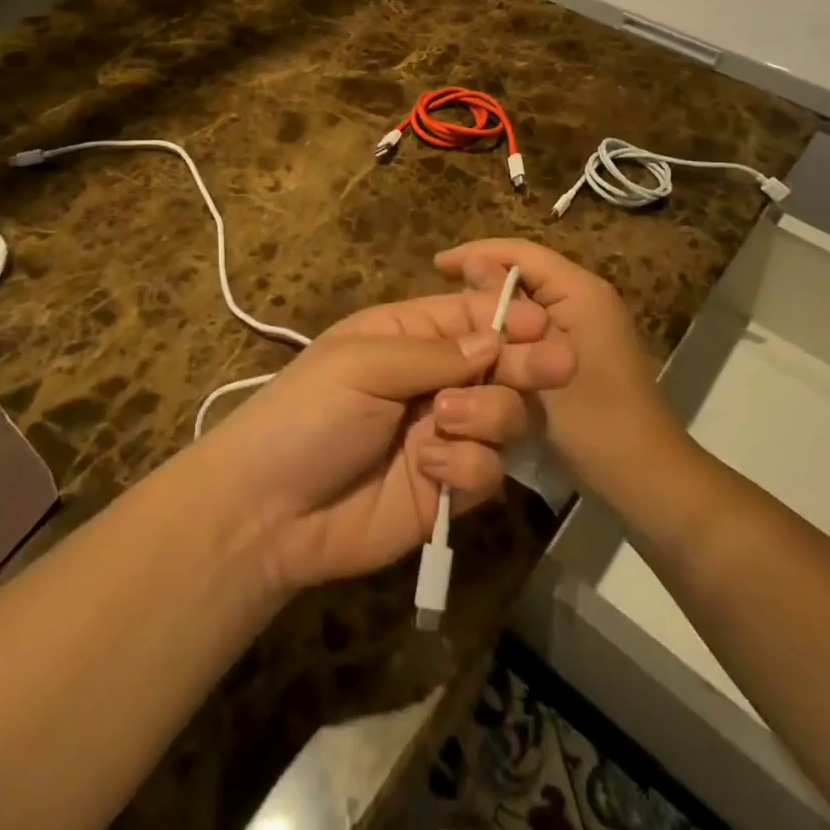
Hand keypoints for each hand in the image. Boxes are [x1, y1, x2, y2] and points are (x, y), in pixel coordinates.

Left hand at [198, 292, 574, 592]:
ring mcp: (444, 434)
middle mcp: (432, 380)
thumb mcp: (361, 363)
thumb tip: (494, 339)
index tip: (543, 323)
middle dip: (527, 362)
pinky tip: (430, 468)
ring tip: (444, 420)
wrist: (270, 512)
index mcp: (406, 336)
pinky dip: (467, 465)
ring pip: (504, 415)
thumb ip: (433, 352)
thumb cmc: (307, 415)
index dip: (508, 316)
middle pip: (500, 364)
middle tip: (558, 365)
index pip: (469, 316)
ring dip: (487, 415)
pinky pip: (489, 469)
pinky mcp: (449, 487)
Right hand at [435, 240, 680, 498]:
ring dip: (495, 304)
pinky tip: (485, 345)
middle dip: (483, 278)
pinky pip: (539, 322)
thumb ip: (503, 313)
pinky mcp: (585, 347)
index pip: (521, 252)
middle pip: (527, 271)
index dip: (476, 253)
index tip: (435, 265)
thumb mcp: (536, 364)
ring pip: (531, 298)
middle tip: (441, 294)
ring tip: (455, 316)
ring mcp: (590, 322)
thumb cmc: (591, 421)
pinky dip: (510, 327)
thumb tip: (472, 269)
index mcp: (581, 290)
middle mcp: (588, 296)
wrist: (646, 479)